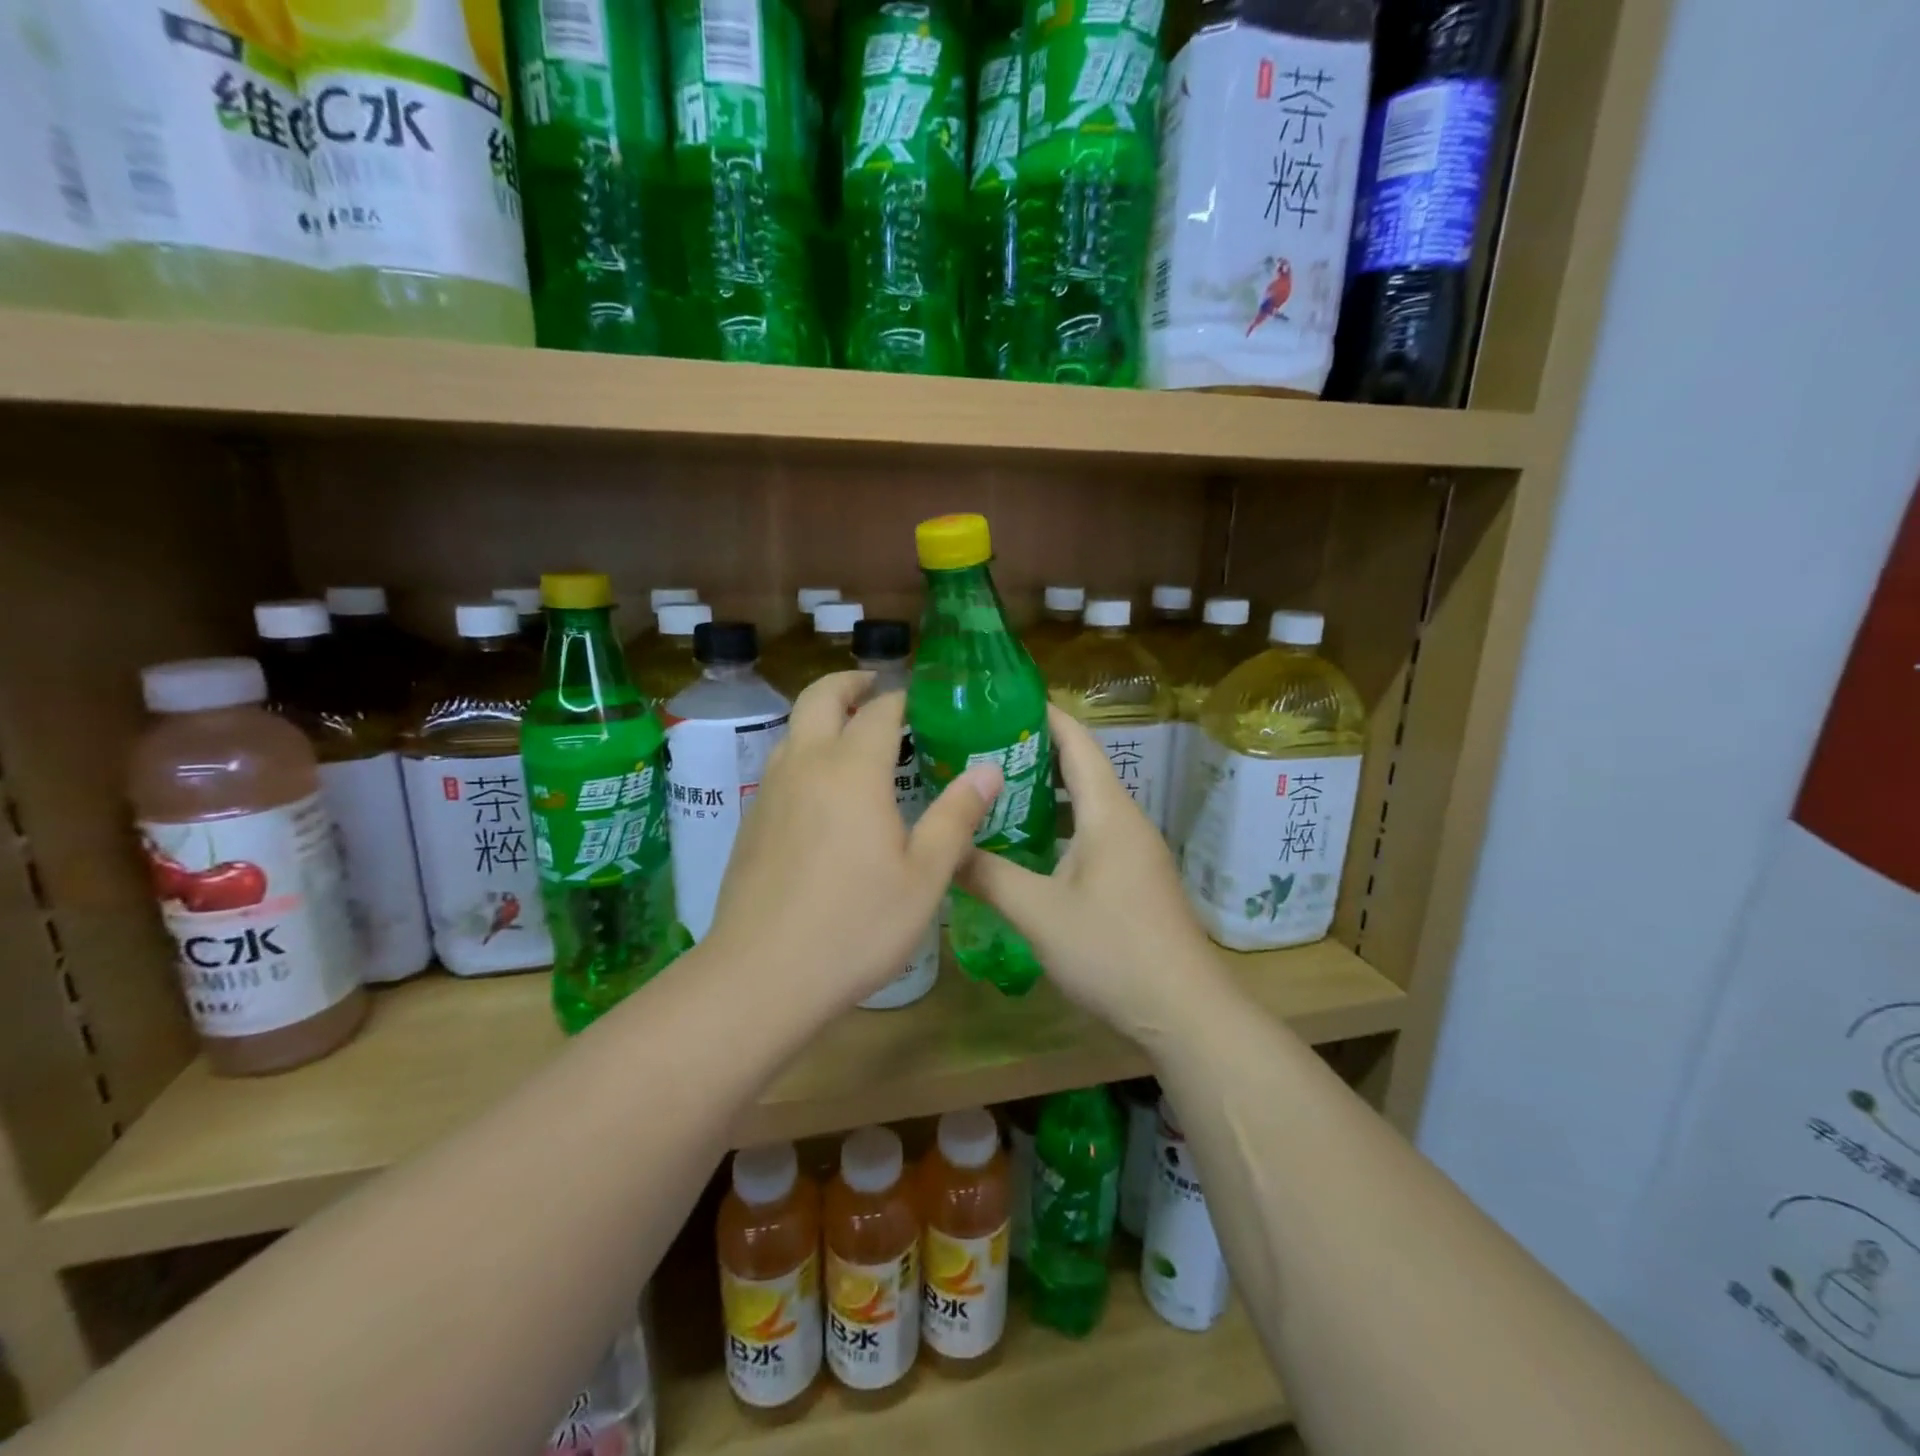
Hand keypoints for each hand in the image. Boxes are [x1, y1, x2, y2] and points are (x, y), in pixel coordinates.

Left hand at [703, 673, 1001, 1006]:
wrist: (761, 975)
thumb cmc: (857, 925)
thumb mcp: (924, 876)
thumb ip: (956, 816)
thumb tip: (989, 769)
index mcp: (852, 769)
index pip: (880, 709)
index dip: (904, 697)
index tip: (925, 698)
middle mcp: (806, 765)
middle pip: (820, 698)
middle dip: (849, 683)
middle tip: (878, 688)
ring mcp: (770, 791)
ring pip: (793, 729)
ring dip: (823, 717)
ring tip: (855, 736)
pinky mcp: (751, 821)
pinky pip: (780, 765)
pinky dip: (805, 752)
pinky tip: (825, 793)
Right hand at [958, 705, 1227, 1033]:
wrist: (1185, 1012)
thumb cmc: (1113, 951)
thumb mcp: (1039, 913)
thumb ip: (988, 875)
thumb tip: (943, 848)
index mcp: (1108, 812)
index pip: (1076, 741)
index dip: (1042, 714)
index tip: (999, 700)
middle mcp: (1125, 820)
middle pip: (1080, 767)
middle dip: (1032, 751)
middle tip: (978, 747)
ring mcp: (1134, 851)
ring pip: (1084, 804)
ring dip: (1043, 792)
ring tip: (992, 789)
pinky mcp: (1133, 878)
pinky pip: (1090, 832)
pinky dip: (1057, 825)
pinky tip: (1025, 845)